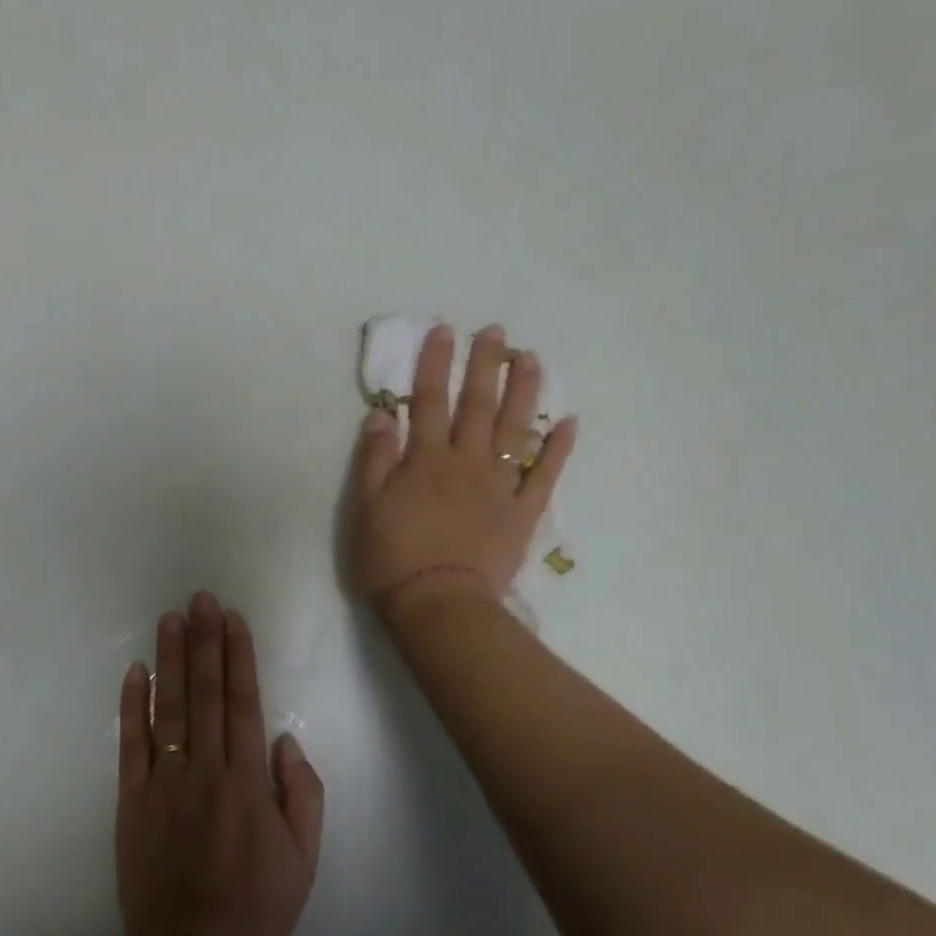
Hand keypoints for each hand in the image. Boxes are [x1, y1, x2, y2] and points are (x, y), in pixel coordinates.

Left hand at [116, 593, 324, 935]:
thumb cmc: (257, 905)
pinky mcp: (132, 801)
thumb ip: (302, 792)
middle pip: (204, 694)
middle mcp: (205, 771)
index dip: (238, 657)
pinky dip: (132, 707)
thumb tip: (285, 739)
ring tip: (170, 618)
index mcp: (248, 781)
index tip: (232, 620)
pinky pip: (131, 746)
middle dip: (204, 641)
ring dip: (169, 660)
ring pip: (168, 709)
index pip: (242, 703)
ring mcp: (164, 783)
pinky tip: (135, 672)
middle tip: (201, 598)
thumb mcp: (305, 856)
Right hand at [345, 322, 577, 615]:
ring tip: (531, 359)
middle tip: (495, 332)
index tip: (444, 330)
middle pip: (478, 405)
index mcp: (426, 460)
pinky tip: (569, 422)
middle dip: (485, 365)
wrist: (439, 604)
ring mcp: (500, 486)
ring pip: (516, 429)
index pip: (429, 400)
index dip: (435, 364)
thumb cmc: (393, 559)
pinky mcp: (523, 512)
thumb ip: (375, 459)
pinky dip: (559, 448)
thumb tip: (383, 414)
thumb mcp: (366, 508)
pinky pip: (545, 475)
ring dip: (524, 392)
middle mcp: (467, 462)